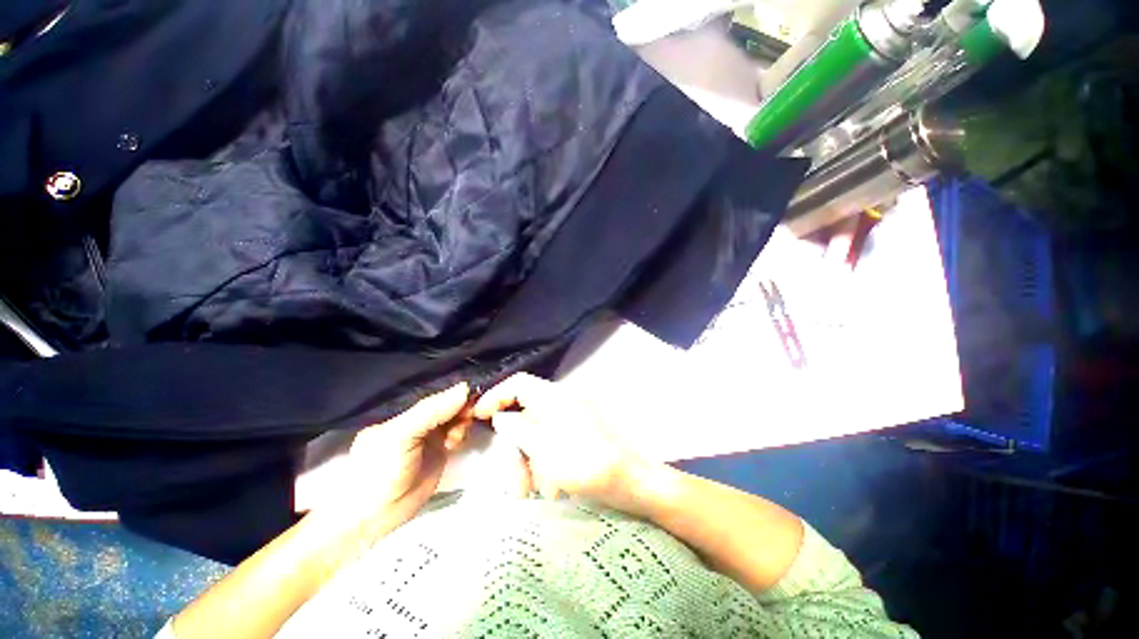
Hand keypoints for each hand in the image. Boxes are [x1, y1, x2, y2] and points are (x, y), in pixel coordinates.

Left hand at [332, 383, 471, 525]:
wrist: (372, 519)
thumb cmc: (380, 472)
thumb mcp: (402, 435)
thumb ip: (432, 411)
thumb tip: (464, 387)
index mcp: (403, 414)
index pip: (434, 397)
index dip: (453, 395)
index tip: (470, 395)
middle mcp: (417, 423)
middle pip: (447, 407)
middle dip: (461, 408)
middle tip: (469, 416)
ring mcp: (428, 438)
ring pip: (454, 420)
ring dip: (462, 422)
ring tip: (457, 435)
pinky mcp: (439, 453)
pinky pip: (456, 435)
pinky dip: (461, 434)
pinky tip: (457, 442)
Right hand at [472, 373, 641, 505]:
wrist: (632, 482)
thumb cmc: (587, 465)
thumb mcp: (545, 449)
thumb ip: (519, 430)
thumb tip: (501, 417)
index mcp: (555, 397)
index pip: (519, 383)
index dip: (496, 395)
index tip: (478, 416)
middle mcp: (562, 402)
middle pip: (525, 417)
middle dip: (517, 450)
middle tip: (517, 484)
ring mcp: (572, 418)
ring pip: (537, 435)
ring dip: (531, 464)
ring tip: (537, 493)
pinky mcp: (578, 434)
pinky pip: (552, 444)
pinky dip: (546, 465)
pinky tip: (553, 488)